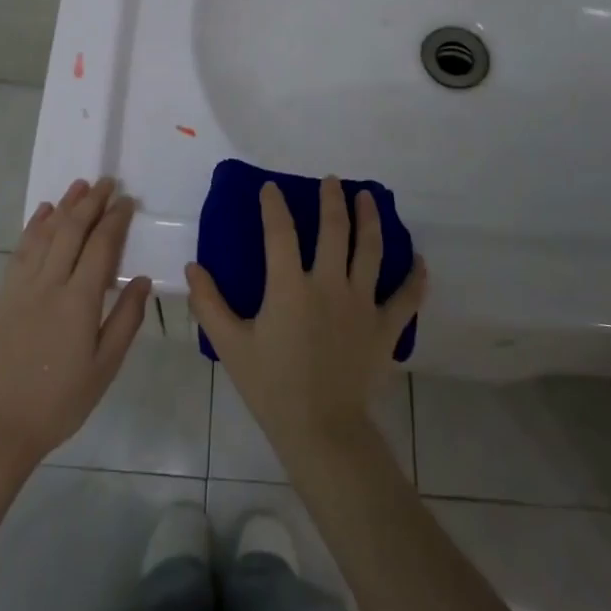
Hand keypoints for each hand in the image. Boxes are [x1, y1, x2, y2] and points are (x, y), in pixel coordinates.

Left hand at [0, 177, 152, 469]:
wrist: (2, 422)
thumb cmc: (62, 399)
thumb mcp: (105, 366)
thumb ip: (126, 319)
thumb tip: (143, 280)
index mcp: (79, 301)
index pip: (101, 246)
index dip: (115, 219)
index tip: (127, 200)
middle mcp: (49, 283)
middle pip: (71, 230)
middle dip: (91, 202)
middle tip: (107, 182)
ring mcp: (22, 286)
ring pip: (44, 233)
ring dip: (64, 206)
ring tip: (80, 186)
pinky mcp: (4, 294)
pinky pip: (21, 250)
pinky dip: (33, 227)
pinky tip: (43, 213)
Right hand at [187, 177, 424, 460]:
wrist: (321, 430)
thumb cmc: (272, 386)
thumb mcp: (230, 345)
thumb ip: (209, 303)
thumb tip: (192, 267)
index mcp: (290, 287)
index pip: (280, 232)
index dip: (274, 205)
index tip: (271, 187)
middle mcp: (329, 284)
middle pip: (335, 230)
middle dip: (333, 200)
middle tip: (332, 181)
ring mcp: (363, 304)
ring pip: (371, 250)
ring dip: (370, 219)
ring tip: (368, 198)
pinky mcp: (386, 327)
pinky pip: (407, 297)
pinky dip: (415, 277)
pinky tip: (419, 260)